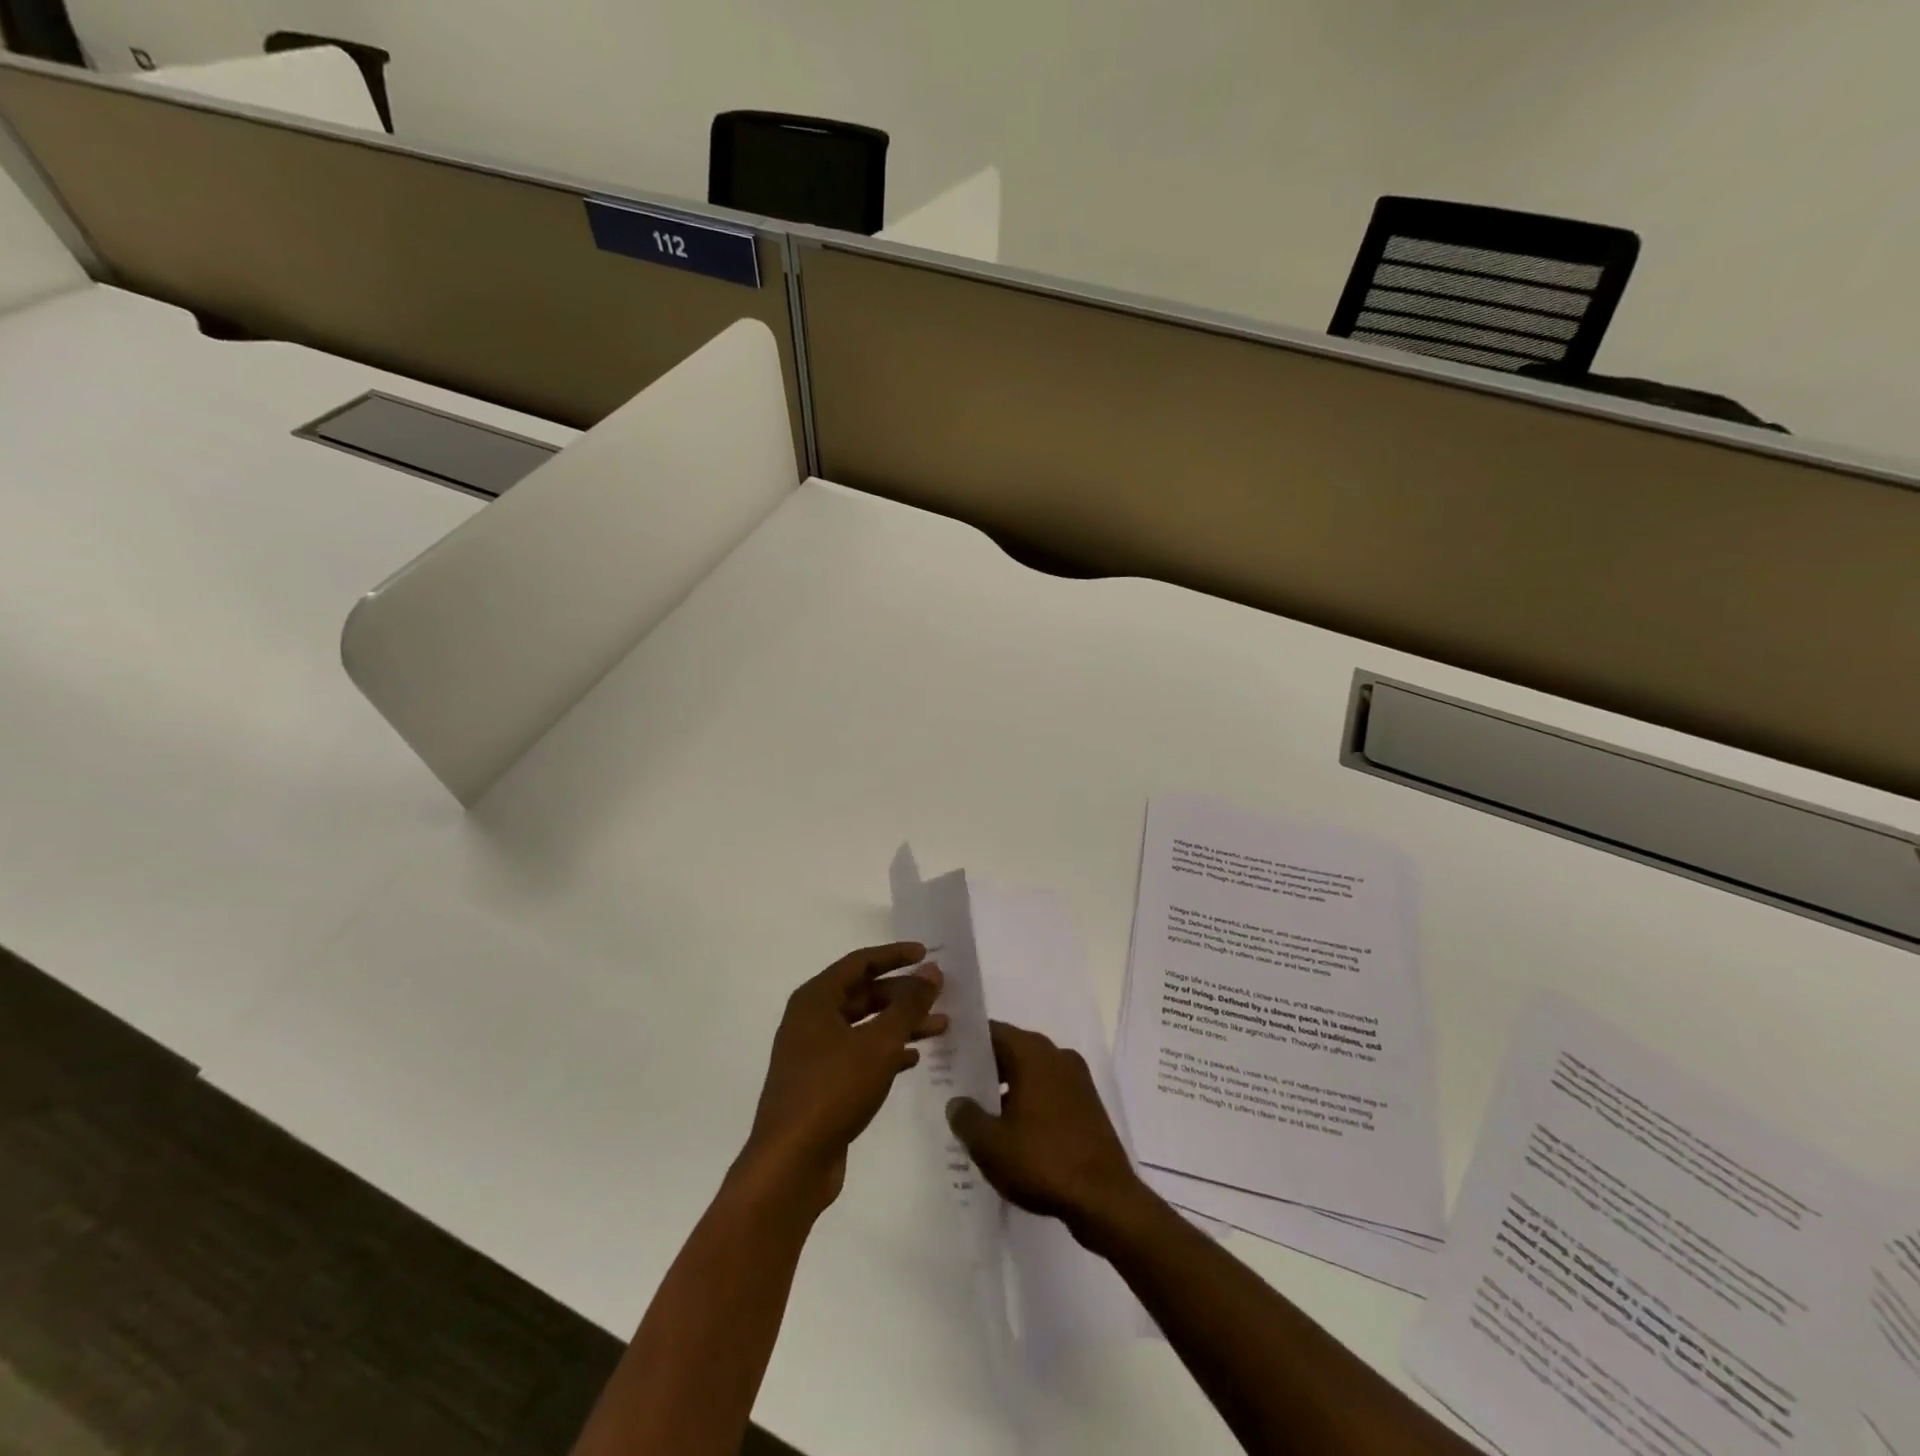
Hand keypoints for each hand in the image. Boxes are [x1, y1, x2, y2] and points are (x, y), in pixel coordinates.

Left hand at [740, 942, 945, 1214]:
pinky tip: (913, 1060)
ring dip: (900, 1024)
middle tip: (939, 995)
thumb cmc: (834, 1089)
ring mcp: (813, 1054)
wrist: (792, 1163)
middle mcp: (811, 1020)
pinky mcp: (821, 1085)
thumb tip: (931, 971)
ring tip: (940, 1027)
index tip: (926, 954)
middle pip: (863, 994)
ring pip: (864, 1027)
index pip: (860, 963)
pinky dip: (886, 1052)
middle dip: (902, 994)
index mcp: (816, 999)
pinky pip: (859, 1055)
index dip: (894, 956)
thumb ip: (908, 1005)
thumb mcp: (879, 1042)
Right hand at [946, 1020, 1149, 1246]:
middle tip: (956, 1086)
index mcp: (1033, 1053)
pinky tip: (1012, 1132)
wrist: (1105, 1199)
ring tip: (980, 1113)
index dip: (967, 1042)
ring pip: (1031, 1073)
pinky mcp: (1088, 1106)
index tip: (946, 1055)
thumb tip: (957, 1102)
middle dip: (986, 1067)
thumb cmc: (1043, 1160)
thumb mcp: (991, 1144)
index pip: (992, 1032)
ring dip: (1007, 1088)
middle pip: (1012, 1050)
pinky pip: (1049, 1092)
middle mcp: (1057, 1056)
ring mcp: (1077, 1080)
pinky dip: (1029, 1103)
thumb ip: (966, 1117)